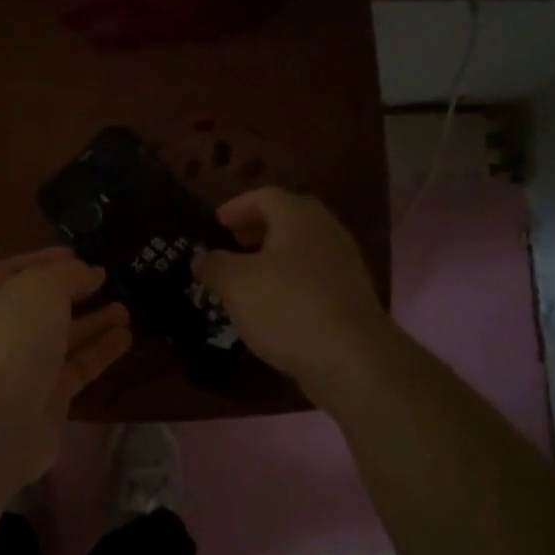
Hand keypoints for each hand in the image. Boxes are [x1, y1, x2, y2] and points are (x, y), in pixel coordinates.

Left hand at [0, 247, 131, 480]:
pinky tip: (126, 338)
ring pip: (66, 336)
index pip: (23, 267)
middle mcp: (8, 326)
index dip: (50, 259)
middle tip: (114, 282)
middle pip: (47, 303)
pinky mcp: (49, 395)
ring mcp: (27, 363)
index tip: (84, 256)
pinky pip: (79, 366)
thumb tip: (91, 272)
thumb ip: (70, 274)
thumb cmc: (12, 338)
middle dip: (79, 292)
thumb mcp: (42, 287)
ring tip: (127, 309)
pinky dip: (101, 352)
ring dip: (95, 322)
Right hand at [193, 187, 389, 392]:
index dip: (236, 207)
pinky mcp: (351, 295)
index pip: (264, 196)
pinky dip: (291, 280)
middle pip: (288, 218)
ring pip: (302, 248)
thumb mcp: (235, 284)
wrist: (352, 357)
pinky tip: (273, 304)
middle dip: (257, 229)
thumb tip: (202, 258)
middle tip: (233, 244)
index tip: (216, 223)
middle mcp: (326, 230)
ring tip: (248, 277)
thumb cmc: (287, 307)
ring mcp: (344, 263)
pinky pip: (314, 275)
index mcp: (298, 216)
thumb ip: (214, 265)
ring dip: (274, 256)